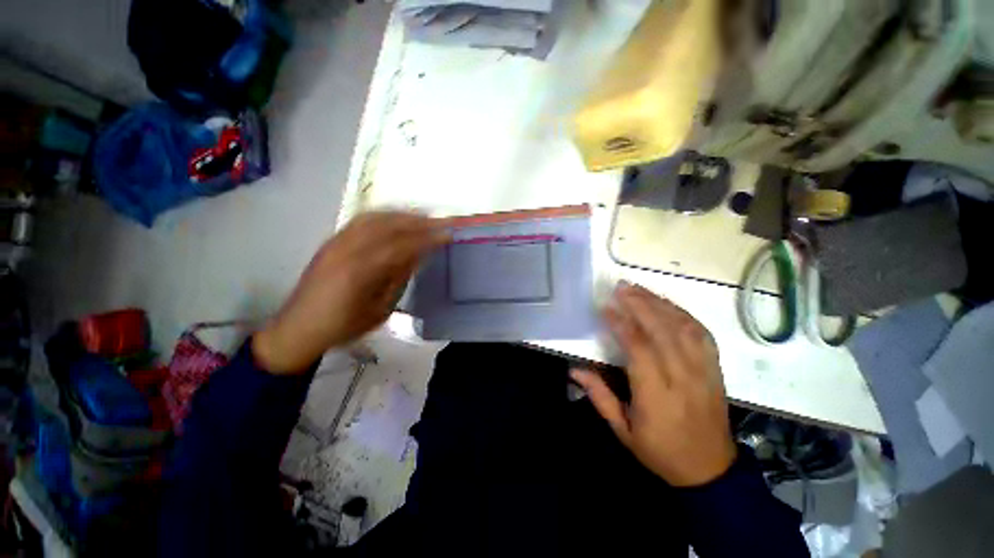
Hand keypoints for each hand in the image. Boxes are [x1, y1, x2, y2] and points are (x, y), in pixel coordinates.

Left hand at [254, 211, 448, 373]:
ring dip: (401, 214)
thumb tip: (418, 255)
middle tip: (439, 221)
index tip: (447, 234)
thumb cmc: (344, 326)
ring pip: (374, 217)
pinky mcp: (331, 241)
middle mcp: (347, 250)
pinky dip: (382, 215)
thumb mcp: (380, 310)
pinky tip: (394, 218)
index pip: (402, 246)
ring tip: (421, 216)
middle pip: (388, 225)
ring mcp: (336, 242)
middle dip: (417, 221)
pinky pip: (360, 220)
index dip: (427, 238)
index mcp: (360, 272)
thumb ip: (399, 279)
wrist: (299, 327)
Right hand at [571, 282, 736, 486]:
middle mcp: (683, 377)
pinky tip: (667, 304)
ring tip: (639, 289)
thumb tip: (575, 370)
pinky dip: (683, 314)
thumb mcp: (623, 431)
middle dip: (640, 305)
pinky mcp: (715, 369)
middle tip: (621, 287)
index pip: (639, 349)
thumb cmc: (661, 452)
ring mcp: (704, 371)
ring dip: (660, 303)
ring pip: (683, 327)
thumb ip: (600, 397)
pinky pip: (702, 334)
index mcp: (657, 395)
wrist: (710, 471)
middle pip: (663, 331)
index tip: (606, 307)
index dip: (621, 324)